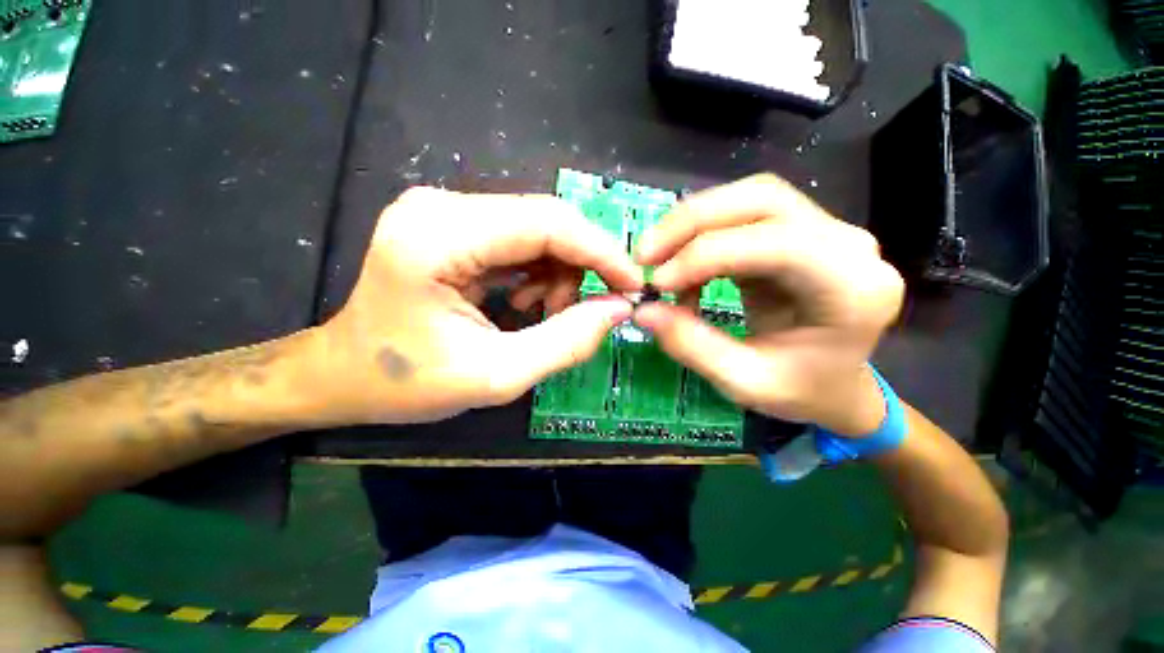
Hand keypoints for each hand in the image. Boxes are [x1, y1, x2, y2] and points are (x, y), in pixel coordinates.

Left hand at [305, 187, 640, 424]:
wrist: (344, 372)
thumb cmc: (404, 383)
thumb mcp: (491, 376)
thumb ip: (564, 341)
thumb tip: (620, 309)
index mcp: (436, 238)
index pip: (543, 221)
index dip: (599, 251)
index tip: (635, 285)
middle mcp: (433, 205)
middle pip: (536, 216)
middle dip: (574, 263)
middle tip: (586, 312)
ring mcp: (432, 205)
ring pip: (524, 222)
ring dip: (549, 266)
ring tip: (538, 315)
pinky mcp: (435, 215)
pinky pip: (503, 229)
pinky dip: (524, 263)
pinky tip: (516, 299)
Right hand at [633, 175, 903, 435]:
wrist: (845, 387)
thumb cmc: (809, 394)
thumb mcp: (751, 384)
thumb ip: (696, 347)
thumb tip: (642, 311)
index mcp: (855, 289)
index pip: (778, 244)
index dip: (709, 254)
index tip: (656, 284)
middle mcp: (852, 245)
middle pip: (767, 199)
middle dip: (697, 221)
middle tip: (646, 254)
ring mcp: (837, 229)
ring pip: (759, 195)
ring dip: (702, 219)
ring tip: (663, 256)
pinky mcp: (814, 225)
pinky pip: (757, 209)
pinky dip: (715, 229)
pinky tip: (693, 261)